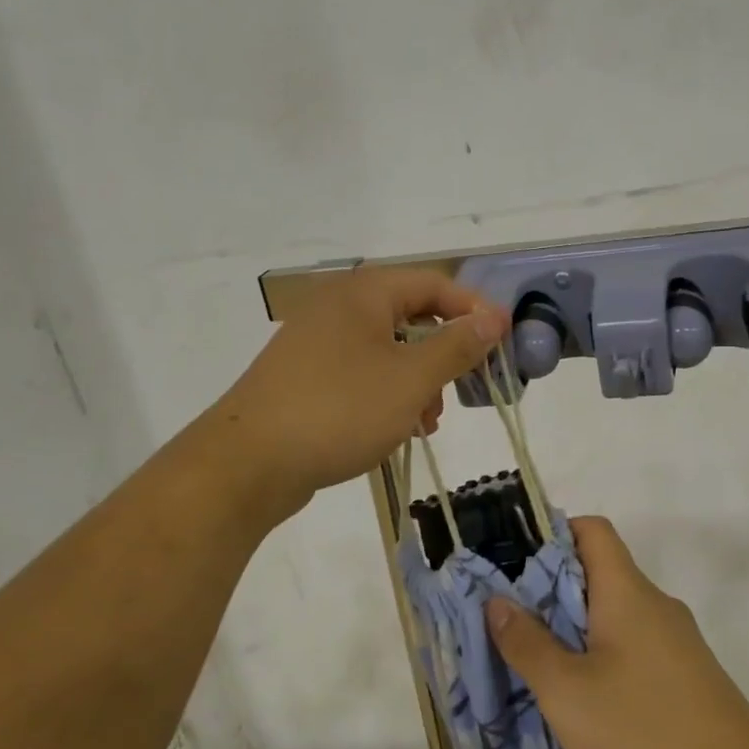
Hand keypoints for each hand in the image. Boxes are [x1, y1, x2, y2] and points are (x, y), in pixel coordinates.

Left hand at [210, 267, 508, 519]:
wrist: (247, 464)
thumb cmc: (339, 410)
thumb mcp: (411, 380)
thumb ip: (456, 347)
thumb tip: (493, 318)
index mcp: (364, 294)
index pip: (433, 284)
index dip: (472, 310)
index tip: (501, 342)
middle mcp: (338, 308)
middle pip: (410, 317)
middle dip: (443, 353)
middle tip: (465, 385)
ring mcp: (317, 344)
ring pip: (387, 351)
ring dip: (417, 381)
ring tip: (427, 420)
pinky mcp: (305, 378)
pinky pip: (361, 374)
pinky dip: (387, 394)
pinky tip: (396, 429)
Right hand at [485, 517, 748, 748]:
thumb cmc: (643, 731)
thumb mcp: (567, 692)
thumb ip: (528, 644)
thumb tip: (496, 600)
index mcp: (627, 591)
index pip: (592, 530)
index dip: (553, 534)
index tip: (515, 564)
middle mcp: (656, 604)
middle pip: (601, 573)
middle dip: (555, 591)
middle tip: (514, 623)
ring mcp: (679, 642)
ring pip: (618, 615)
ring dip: (579, 630)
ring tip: (543, 666)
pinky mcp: (690, 677)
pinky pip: (637, 647)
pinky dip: (606, 657)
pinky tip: (589, 702)